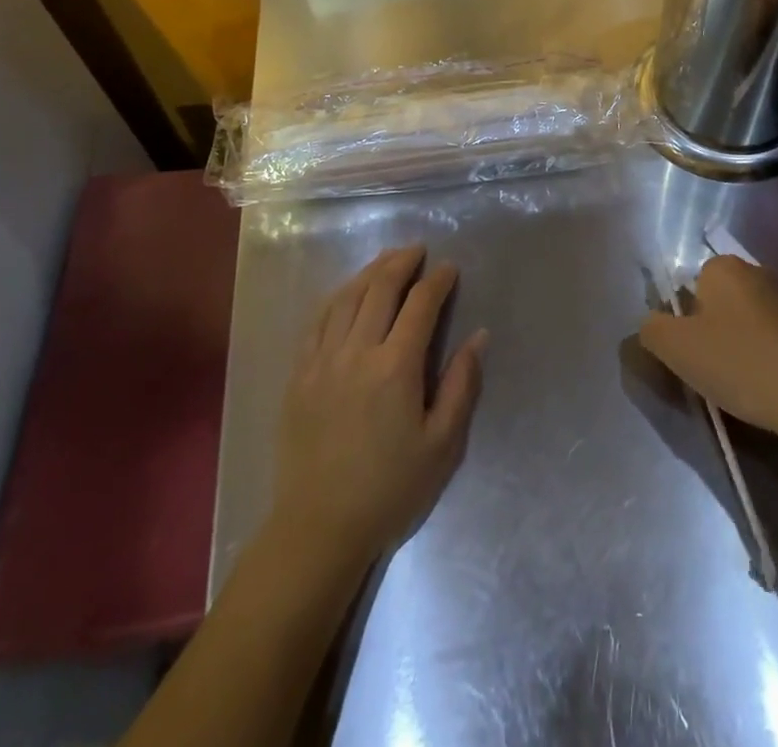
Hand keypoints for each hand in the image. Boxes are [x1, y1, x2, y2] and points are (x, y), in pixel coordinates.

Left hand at [271, 245, 487, 569]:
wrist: (319, 528)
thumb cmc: (390, 489)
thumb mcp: (442, 445)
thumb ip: (461, 385)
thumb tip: (479, 336)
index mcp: (395, 368)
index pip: (420, 305)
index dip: (438, 281)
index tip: (450, 268)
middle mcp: (356, 352)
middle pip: (380, 289)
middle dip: (402, 263)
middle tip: (418, 249)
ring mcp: (322, 360)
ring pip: (346, 298)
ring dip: (370, 272)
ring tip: (387, 260)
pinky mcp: (299, 374)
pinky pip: (318, 320)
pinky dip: (337, 297)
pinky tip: (347, 292)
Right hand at [638, 255, 777, 444]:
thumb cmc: (740, 364)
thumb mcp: (675, 349)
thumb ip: (650, 329)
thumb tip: (651, 325)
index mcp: (723, 267)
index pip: (690, 285)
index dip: (684, 321)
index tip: (690, 354)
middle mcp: (758, 272)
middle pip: (720, 303)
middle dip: (713, 333)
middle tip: (712, 372)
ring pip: (750, 323)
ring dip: (743, 347)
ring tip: (743, 387)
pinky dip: (771, 360)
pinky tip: (772, 389)